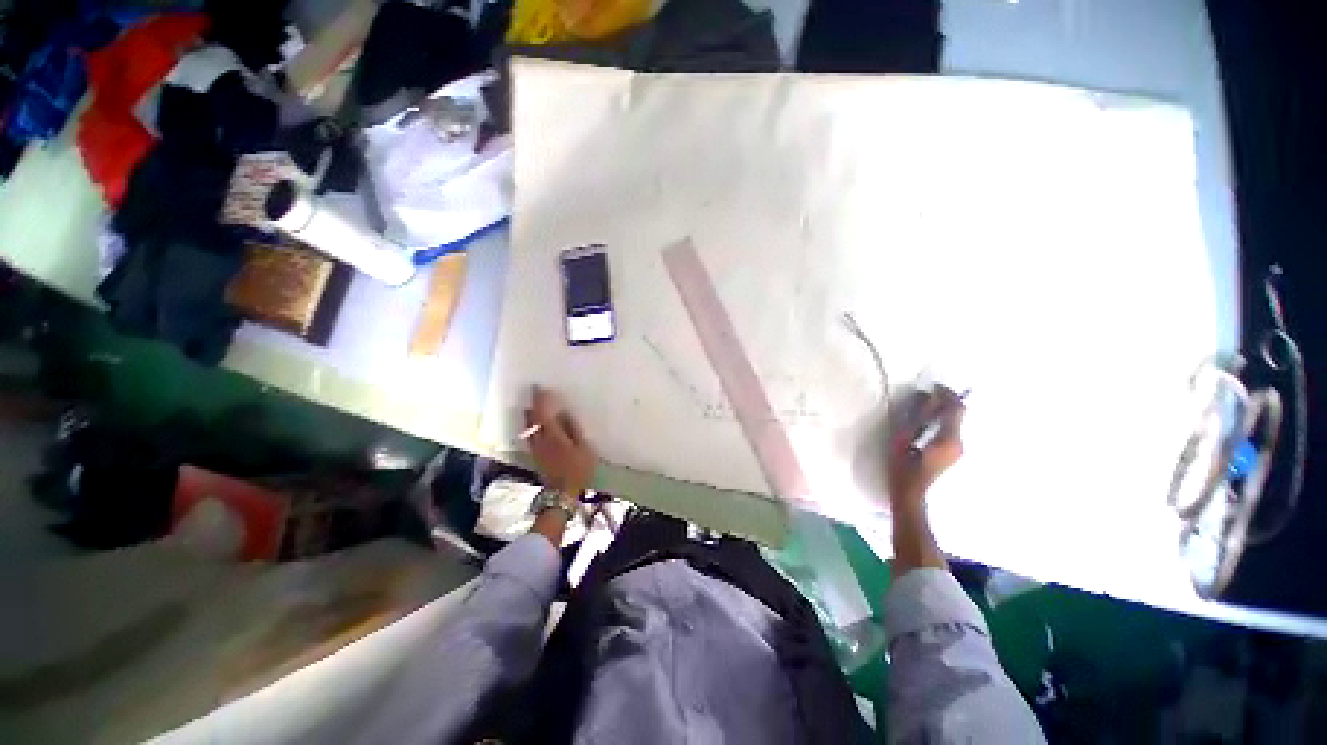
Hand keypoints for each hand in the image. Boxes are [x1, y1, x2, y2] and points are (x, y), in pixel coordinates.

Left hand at [525, 385, 595, 495]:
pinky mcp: (535, 456)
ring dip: (529, 417)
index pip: (543, 413)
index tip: (538, 388)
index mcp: (553, 435)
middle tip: (535, 395)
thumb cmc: (577, 469)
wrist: (562, 492)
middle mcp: (540, 439)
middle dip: (532, 406)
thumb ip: (573, 429)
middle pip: (531, 420)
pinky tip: (534, 427)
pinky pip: (530, 436)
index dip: (540, 400)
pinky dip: (530, 427)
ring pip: (528, 428)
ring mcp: (536, 449)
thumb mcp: (583, 447)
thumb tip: (564, 414)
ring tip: (532, 408)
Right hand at [887, 387, 965, 509]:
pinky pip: (951, 430)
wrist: (910, 493)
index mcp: (949, 438)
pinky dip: (942, 421)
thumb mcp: (904, 438)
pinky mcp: (952, 454)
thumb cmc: (903, 466)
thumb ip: (916, 416)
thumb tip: (924, 396)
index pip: (956, 408)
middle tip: (927, 394)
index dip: (947, 394)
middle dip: (945, 401)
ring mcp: (958, 450)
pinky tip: (926, 422)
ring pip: (955, 422)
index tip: (933, 386)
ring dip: (943, 411)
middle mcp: (959, 442)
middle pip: (958, 414)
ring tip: (923, 406)